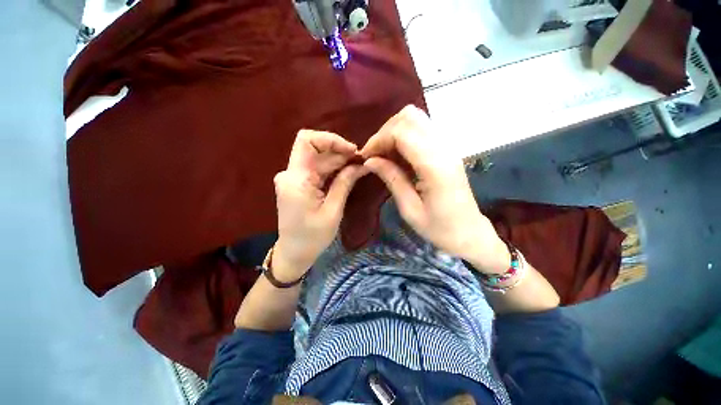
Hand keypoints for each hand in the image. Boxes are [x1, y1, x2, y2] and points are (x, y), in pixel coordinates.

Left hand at [273, 130, 367, 281]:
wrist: (293, 253)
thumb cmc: (313, 237)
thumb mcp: (333, 211)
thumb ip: (344, 183)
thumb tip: (360, 164)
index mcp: (296, 179)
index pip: (307, 141)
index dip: (331, 139)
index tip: (352, 151)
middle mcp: (290, 173)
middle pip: (315, 149)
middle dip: (340, 152)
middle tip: (362, 161)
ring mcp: (292, 178)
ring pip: (317, 158)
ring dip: (338, 160)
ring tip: (358, 167)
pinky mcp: (297, 183)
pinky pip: (316, 169)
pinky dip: (332, 169)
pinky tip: (347, 174)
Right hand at [360, 105, 508, 273]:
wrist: (469, 233)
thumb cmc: (439, 228)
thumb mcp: (410, 209)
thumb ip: (391, 179)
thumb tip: (369, 161)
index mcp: (434, 166)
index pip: (402, 132)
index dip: (378, 140)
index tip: (365, 157)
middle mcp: (443, 149)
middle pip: (410, 117)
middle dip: (385, 132)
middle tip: (374, 155)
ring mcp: (448, 147)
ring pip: (416, 119)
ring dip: (394, 132)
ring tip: (384, 155)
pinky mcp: (446, 150)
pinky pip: (421, 130)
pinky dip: (404, 137)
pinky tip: (397, 156)